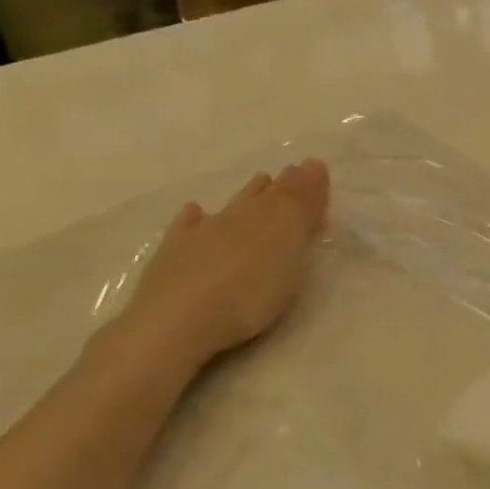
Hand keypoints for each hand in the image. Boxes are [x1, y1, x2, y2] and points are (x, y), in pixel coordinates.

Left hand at [117, 160, 330, 371]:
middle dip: (280, 186)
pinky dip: (194, 217)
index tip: (316, 167)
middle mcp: (235, 219)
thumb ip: (302, 209)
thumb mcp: (290, 252)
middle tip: (292, 172)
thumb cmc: (249, 294)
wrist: (176, 323)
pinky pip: (187, 227)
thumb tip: (312, 166)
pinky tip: (195, 211)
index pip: (292, 195)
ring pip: (230, 207)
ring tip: (260, 181)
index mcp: (269, 219)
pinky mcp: (173, 255)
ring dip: (247, 195)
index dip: (306, 184)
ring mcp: (200, 236)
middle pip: (262, 198)